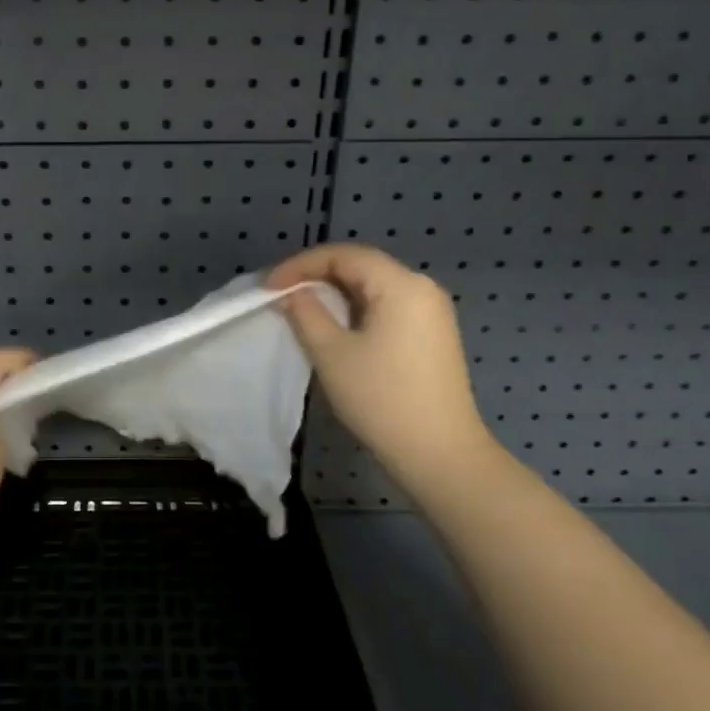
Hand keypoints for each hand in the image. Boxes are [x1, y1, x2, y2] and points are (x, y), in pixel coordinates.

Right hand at [268, 243, 495, 487]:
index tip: (269, 287)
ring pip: (373, 286)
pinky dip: (356, 308)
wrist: (441, 455)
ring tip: (301, 309)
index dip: (300, 265)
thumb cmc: (382, 399)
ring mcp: (432, 311)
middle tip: (282, 294)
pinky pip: (387, 305)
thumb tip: (292, 293)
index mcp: (401, 284)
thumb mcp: (331, 353)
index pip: (343, 255)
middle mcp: (422, 288)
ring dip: (335, 293)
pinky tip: (335, 327)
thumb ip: (305, 312)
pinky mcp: (433, 334)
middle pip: (361, 266)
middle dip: (317, 276)